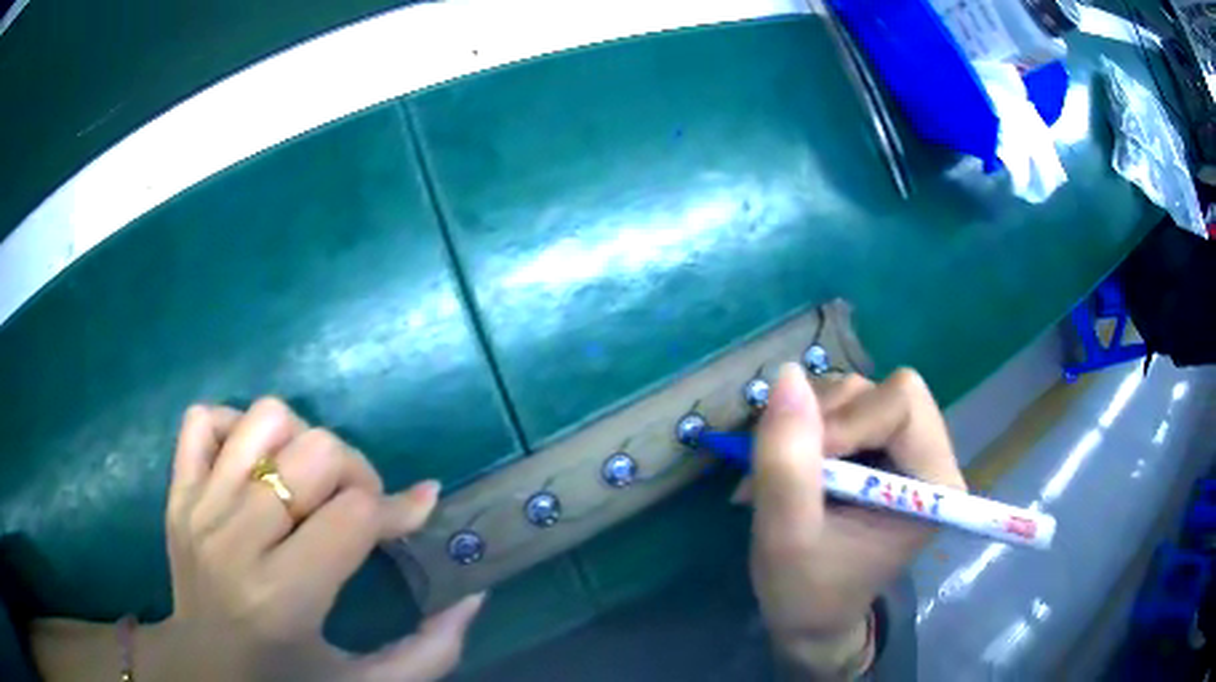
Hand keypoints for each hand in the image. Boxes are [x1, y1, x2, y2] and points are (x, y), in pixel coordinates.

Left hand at [34, 398, 482, 681]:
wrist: (204, 668)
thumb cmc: (285, 681)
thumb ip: (431, 653)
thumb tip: (473, 597)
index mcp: (282, 599)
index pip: (353, 515)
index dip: (395, 510)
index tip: (412, 516)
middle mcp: (234, 541)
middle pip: (314, 452)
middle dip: (355, 472)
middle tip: (358, 507)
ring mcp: (198, 508)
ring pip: (264, 419)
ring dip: (301, 441)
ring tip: (307, 484)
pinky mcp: (176, 491)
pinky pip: (205, 419)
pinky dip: (237, 428)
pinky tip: (254, 467)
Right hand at [736, 364, 964, 673]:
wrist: (810, 618)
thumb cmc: (806, 593)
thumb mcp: (786, 538)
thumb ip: (787, 463)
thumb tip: (787, 375)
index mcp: (934, 484)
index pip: (903, 403)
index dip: (847, 421)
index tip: (803, 467)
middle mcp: (929, 456)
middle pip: (882, 390)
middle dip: (825, 419)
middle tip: (788, 467)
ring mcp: (904, 450)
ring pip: (857, 392)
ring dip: (808, 423)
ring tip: (781, 473)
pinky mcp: (879, 449)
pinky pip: (842, 407)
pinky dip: (805, 426)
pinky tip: (789, 465)